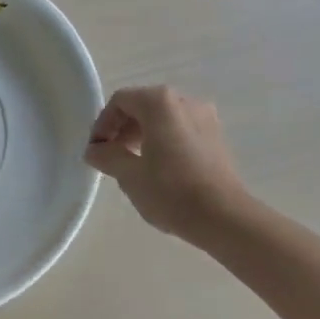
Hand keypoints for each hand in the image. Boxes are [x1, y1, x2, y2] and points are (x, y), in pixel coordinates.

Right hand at [86, 85, 247, 241]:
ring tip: (134, 165)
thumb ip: (107, 156)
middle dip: (123, 129)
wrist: (225, 218)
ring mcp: (204, 117)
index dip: (103, 123)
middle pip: (143, 106)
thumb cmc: (171, 191)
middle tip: (112, 157)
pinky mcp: (217, 137)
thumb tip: (94, 150)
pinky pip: (182, 130)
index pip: (121, 101)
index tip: (96, 150)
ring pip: (163, 118)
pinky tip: (160, 169)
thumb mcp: (129, 175)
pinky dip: (165, 141)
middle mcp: (183, 100)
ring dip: (143, 135)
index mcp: (159, 102)